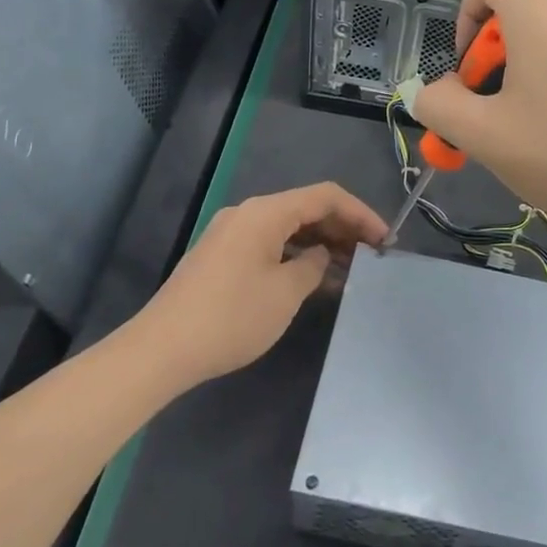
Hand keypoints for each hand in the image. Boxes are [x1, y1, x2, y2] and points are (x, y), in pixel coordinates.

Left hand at [135, 183, 387, 388]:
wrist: (160, 350)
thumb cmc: (231, 317)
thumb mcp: (285, 293)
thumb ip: (314, 266)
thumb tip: (320, 256)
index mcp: (266, 212)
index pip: (326, 197)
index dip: (361, 213)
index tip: (386, 239)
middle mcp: (248, 213)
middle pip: (306, 208)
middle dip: (343, 228)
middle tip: (373, 254)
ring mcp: (231, 233)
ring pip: (288, 227)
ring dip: (320, 243)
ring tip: (350, 268)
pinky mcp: (221, 256)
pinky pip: (270, 243)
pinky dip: (295, 254)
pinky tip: (313, 277)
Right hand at [411, 0, 546, 232]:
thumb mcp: (482, 135)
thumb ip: (439, 105)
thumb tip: (436, 92)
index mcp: (540, 7)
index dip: (465, 16)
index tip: (471, 70)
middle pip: (520, 7)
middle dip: (497, 53)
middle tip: (499, 109)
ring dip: (532, 65)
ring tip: (536, 123)